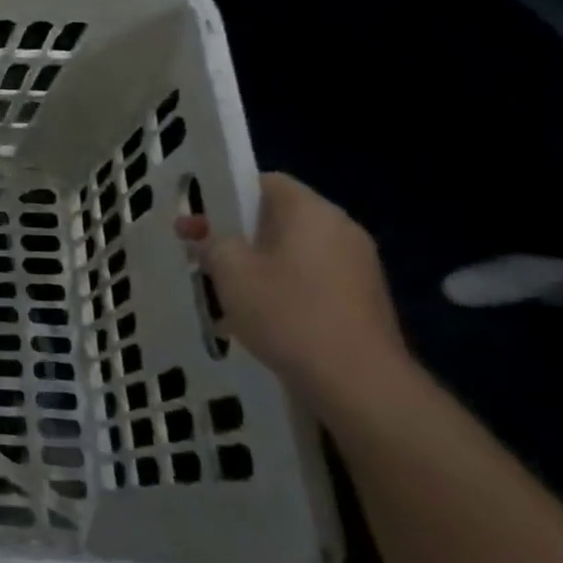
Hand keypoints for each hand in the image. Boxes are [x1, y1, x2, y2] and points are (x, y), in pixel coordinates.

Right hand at [176, 173, 412, 409]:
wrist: (357, 380)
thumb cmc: (287, 312)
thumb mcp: (230, 271)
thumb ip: (215, 243)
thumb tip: (215, 239)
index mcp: (311, 212)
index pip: (267, 182)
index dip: (229, 194)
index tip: (200, 219)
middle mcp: (340, 229)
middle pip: (280, 217)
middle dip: (237, 233)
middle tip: (200, 253)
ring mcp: (358, 266)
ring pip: (293, 251)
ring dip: (257, 263)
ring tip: (224, 290)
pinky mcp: (362, 299)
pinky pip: (311, 279)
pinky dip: (282, 286)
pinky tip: (259, 316)